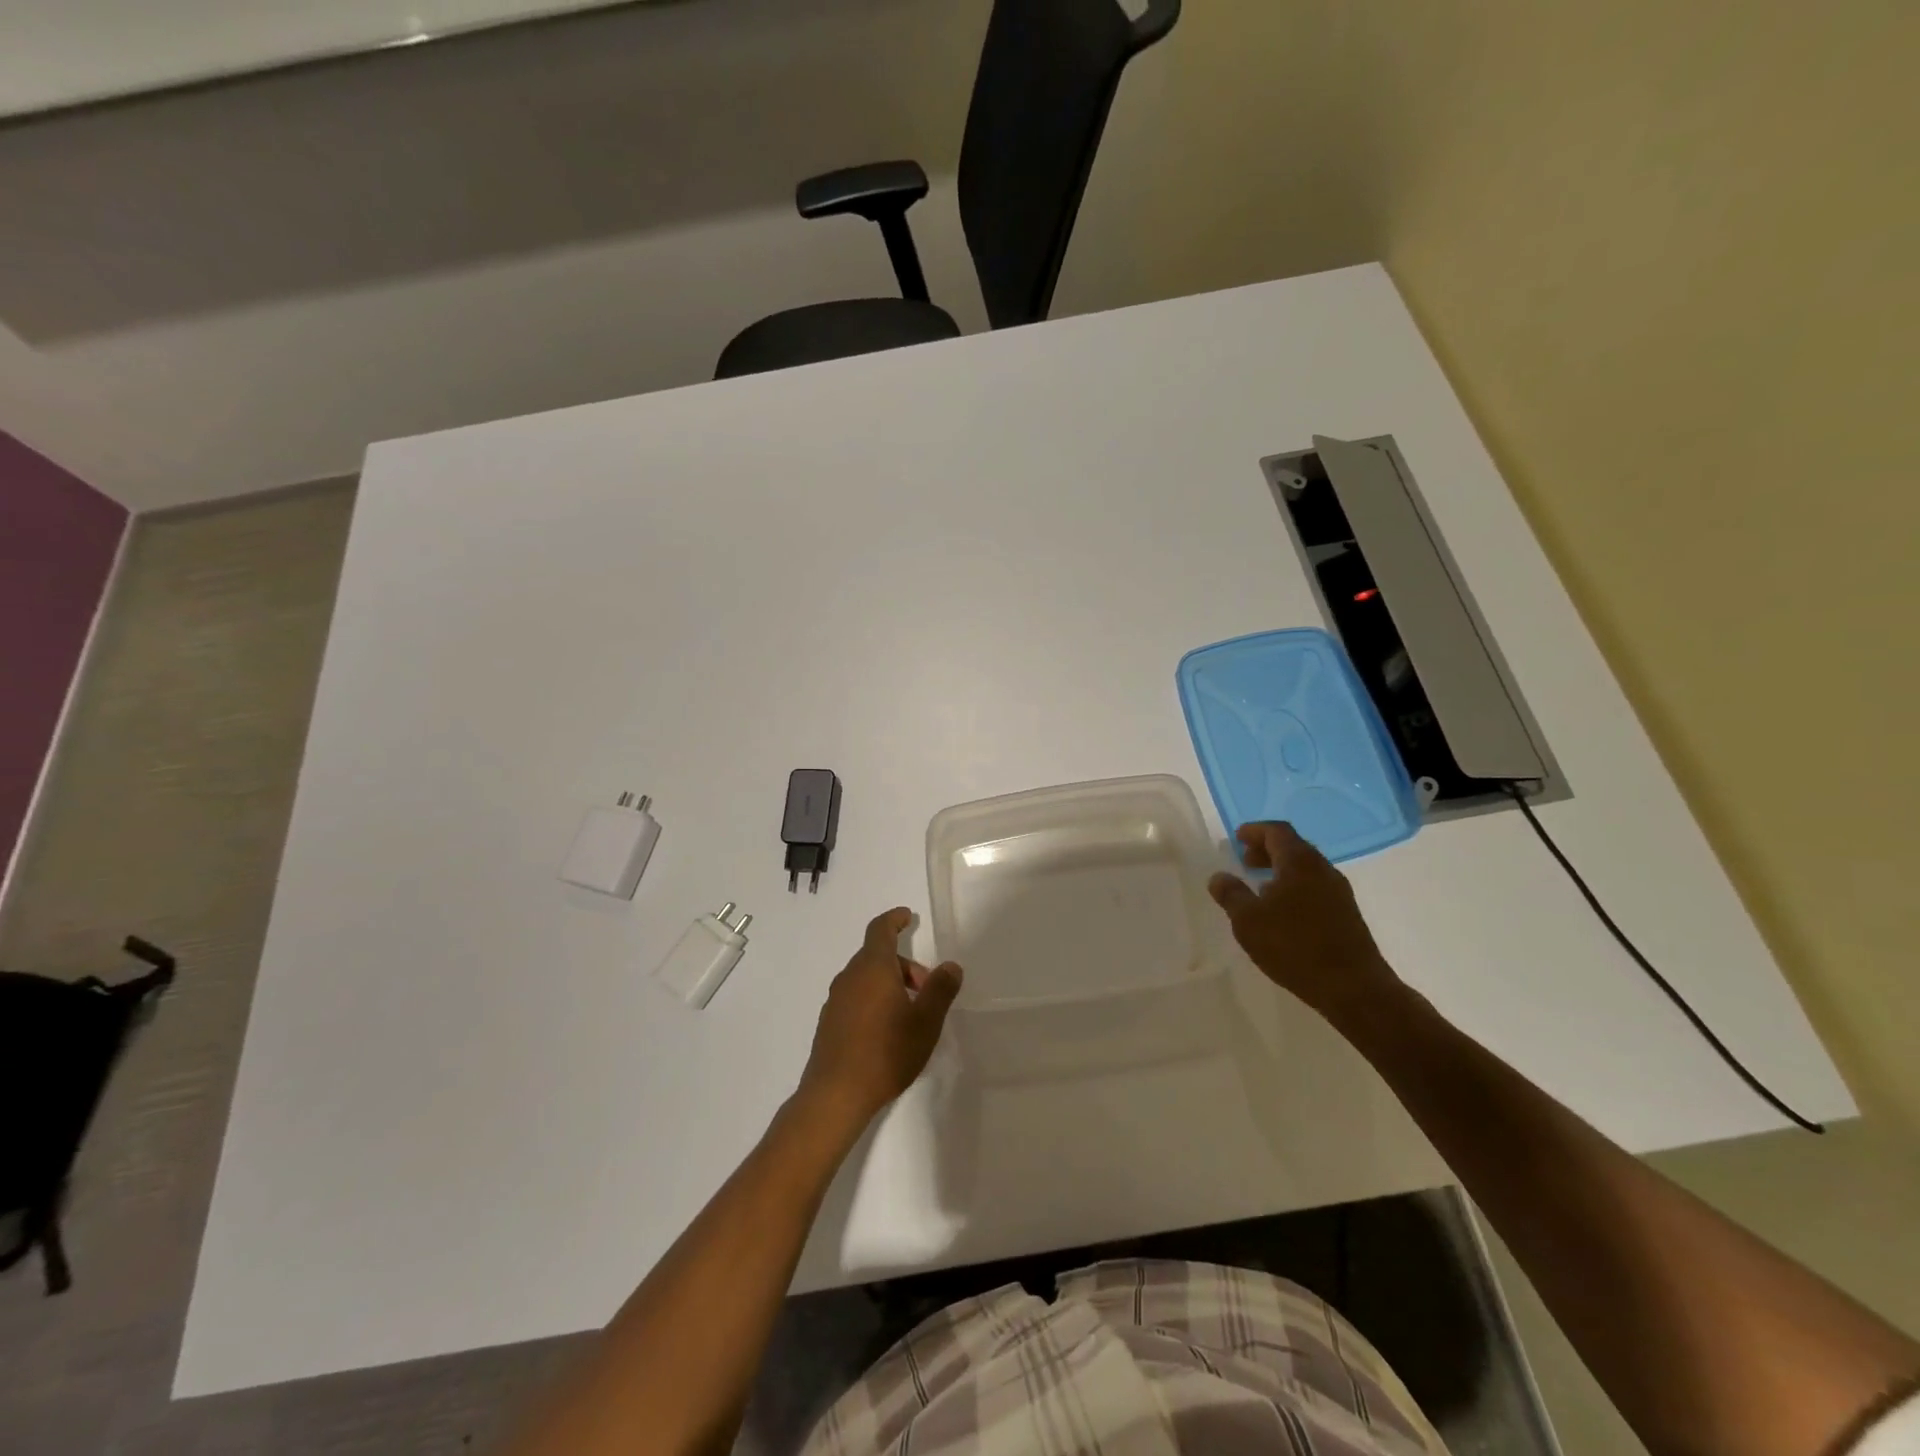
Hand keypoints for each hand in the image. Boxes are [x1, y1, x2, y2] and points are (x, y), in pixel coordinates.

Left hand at [798, 908, 962, 1126]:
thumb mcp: (926, 1021)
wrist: (836, 1094)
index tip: (907, 917)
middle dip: (904, 966)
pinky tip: (886, 1032)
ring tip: (910, 1014)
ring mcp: (835, 1000)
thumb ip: (940, 989)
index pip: (881, 930)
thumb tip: (950, 966)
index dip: (894, 919)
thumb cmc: (886, 1051)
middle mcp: (850, 977)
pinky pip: (855, 998)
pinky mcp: (829, 1023)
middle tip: (926, 990)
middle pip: (877, 957)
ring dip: (889, 985)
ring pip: (866, 979)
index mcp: (872, 968)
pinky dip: (873, 1001)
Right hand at [1208, 822, 1402, 1024]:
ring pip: (1306, 868)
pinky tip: (1282, 910)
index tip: (1237, 837)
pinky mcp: (1347, 914)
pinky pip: (1316, 887)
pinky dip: (1295, 886)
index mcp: (1299, 862)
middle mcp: (1323, 869)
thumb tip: (1219, 877)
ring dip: (1282, 870)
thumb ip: (1231, 894)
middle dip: (1267, 849)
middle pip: (1293, 847)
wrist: (1353, 987)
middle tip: (1245, 859)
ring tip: (1260, 886)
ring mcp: (1339, 892)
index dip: (1255, 830)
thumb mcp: (1248, 921)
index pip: (1277, 831)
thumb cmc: (1294, 946)